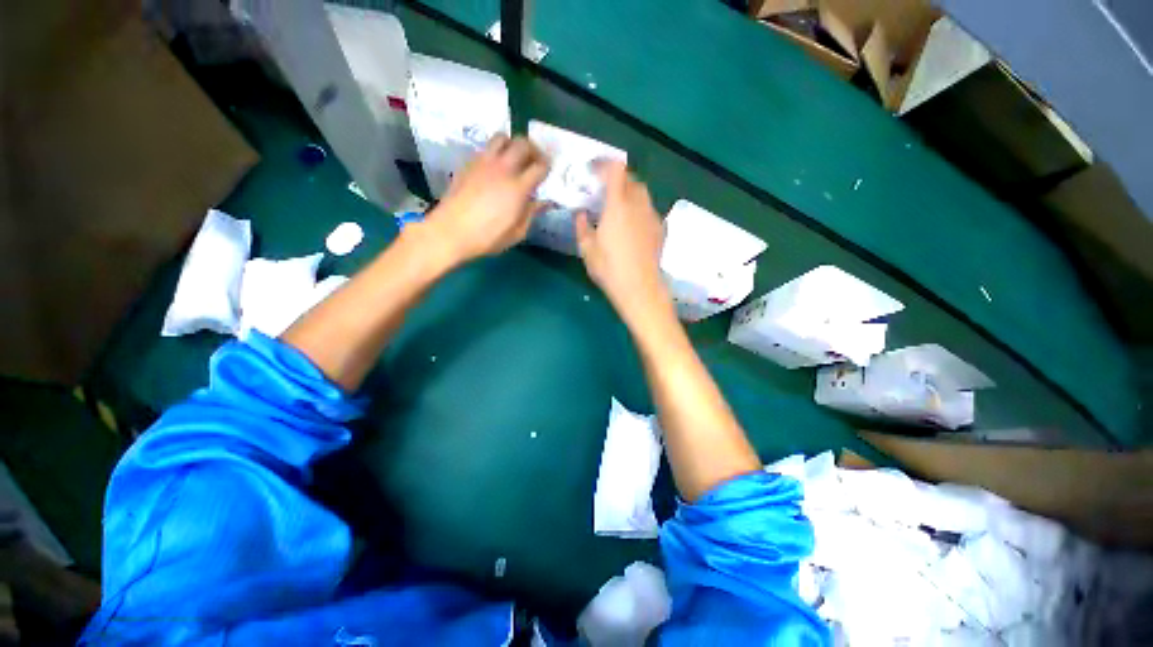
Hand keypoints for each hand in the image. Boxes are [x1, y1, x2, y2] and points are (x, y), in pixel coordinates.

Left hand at [423, 134, 549, 264]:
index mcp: (518, 188)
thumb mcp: (517, 233)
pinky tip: (496, 167)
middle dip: (534, 149)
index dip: (548, 167)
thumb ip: (532, 214)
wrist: (451, 231)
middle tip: (535, 160)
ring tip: (515, 158)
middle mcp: (503, 169)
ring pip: (502, 138)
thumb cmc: (487, 238)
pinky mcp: (469, 163)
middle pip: (523, 143)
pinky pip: (486, 148)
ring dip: (513, 144)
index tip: (548, 172)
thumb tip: (544, 202)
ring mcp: (484, 162)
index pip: (540, 166)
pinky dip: (496, 152)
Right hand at [574, 161, 668, 319]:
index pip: (616, 170)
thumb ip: (582, 227)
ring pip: (643, 194)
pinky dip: (640, 209)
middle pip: (632, 179)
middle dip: (618, 179)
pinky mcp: (660, 230)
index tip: (594, 170)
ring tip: (619, 208)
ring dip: (630, 194)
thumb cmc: (609, 268)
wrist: (639, 288)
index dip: (605, 165)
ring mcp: (652, 217)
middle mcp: (638, 205)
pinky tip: (632, 225)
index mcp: (618, 205)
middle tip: (605, 191)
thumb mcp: (587, 249)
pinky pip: (649, 210)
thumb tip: (581, 214)